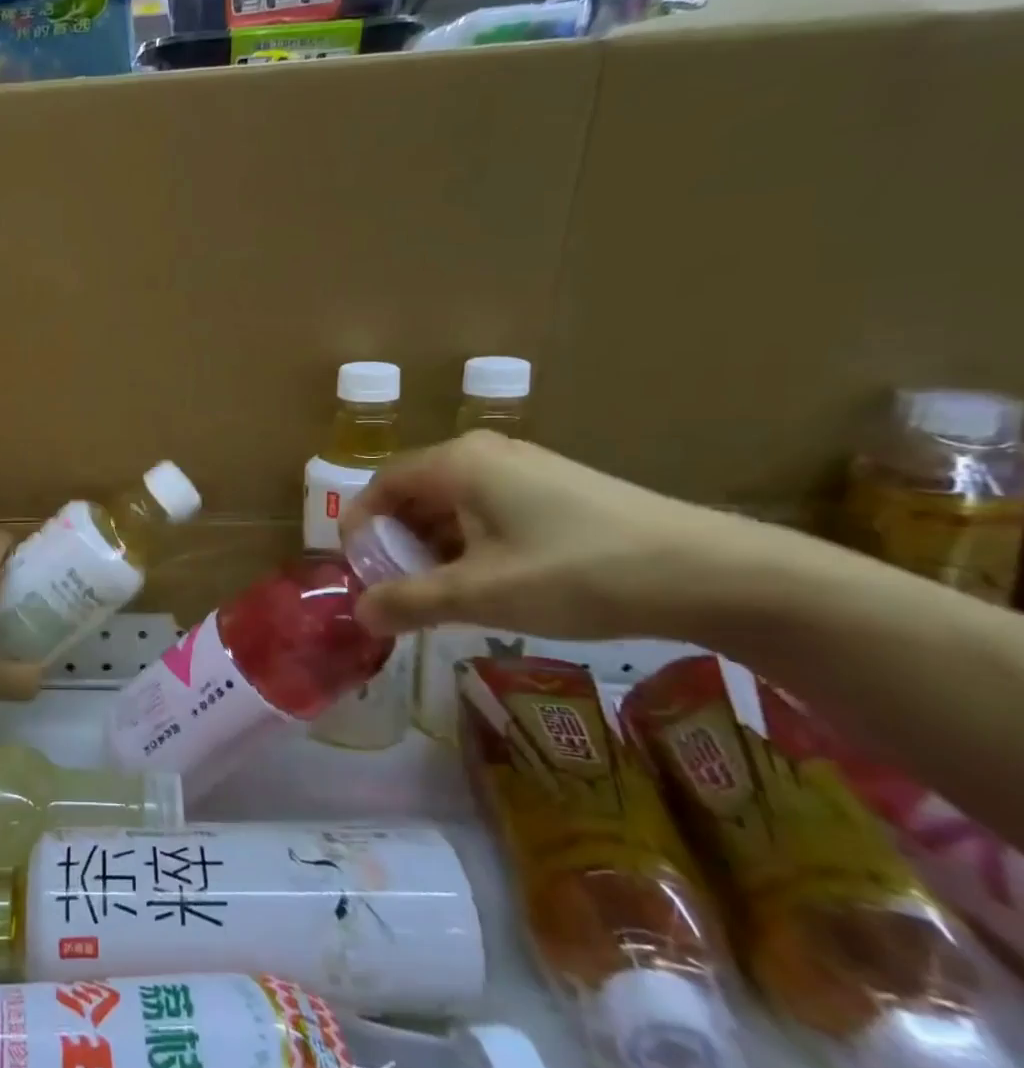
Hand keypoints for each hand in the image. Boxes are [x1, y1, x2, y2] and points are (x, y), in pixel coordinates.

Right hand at [340, 431, 743, 640]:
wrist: (710, 572)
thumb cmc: (576, 573)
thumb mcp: (481, 594)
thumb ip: (410, 602)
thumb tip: (361, 614)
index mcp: (457, 463)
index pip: (381, 484)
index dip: (359, 528)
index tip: (358, 573)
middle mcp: (485, 453)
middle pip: (415, 493)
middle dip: (397, 543)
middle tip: (398, 592)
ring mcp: (525, 468)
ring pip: (453, 505)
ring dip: (434, 548)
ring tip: (441, 597)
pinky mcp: (556, 490)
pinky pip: (488, 511)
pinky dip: (471, 545)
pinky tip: (490, 585)